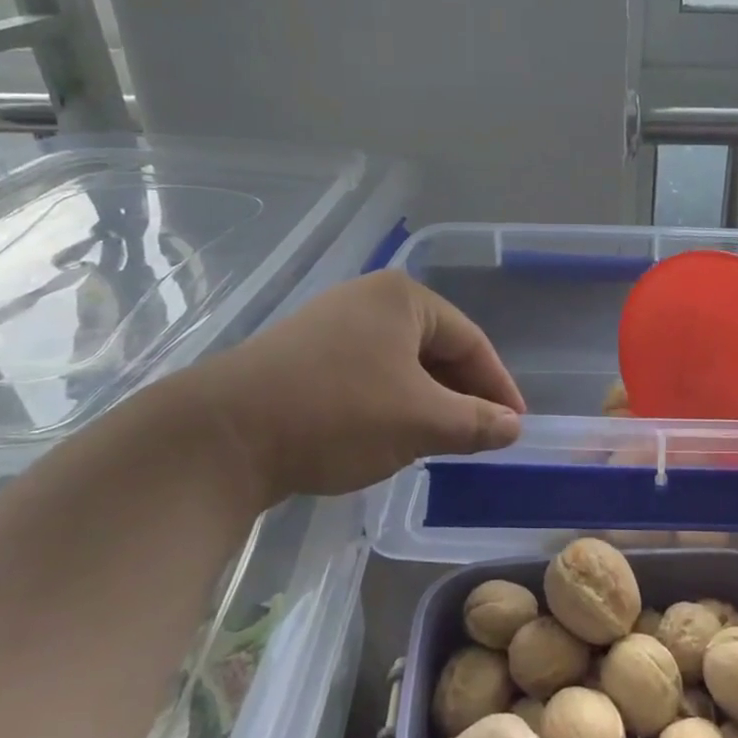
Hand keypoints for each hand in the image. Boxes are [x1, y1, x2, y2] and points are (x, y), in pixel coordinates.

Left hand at [195, 269, 525, 503]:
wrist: (221, 435)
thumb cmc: (338, 413)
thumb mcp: (421, 421)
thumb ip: (476, 423)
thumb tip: (513, 427)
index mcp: (404, 298)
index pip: (471, 341)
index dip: (498, 386)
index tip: (516, 425)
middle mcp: (368, 299)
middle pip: (436, 349)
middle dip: (462, 394)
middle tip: (482, 434)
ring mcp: (330, 325)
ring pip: (401, 364)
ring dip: (428, 401)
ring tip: (442, 438)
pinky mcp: (302, 355)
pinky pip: (368, 374)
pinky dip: (392, 402)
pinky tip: (391, 433)